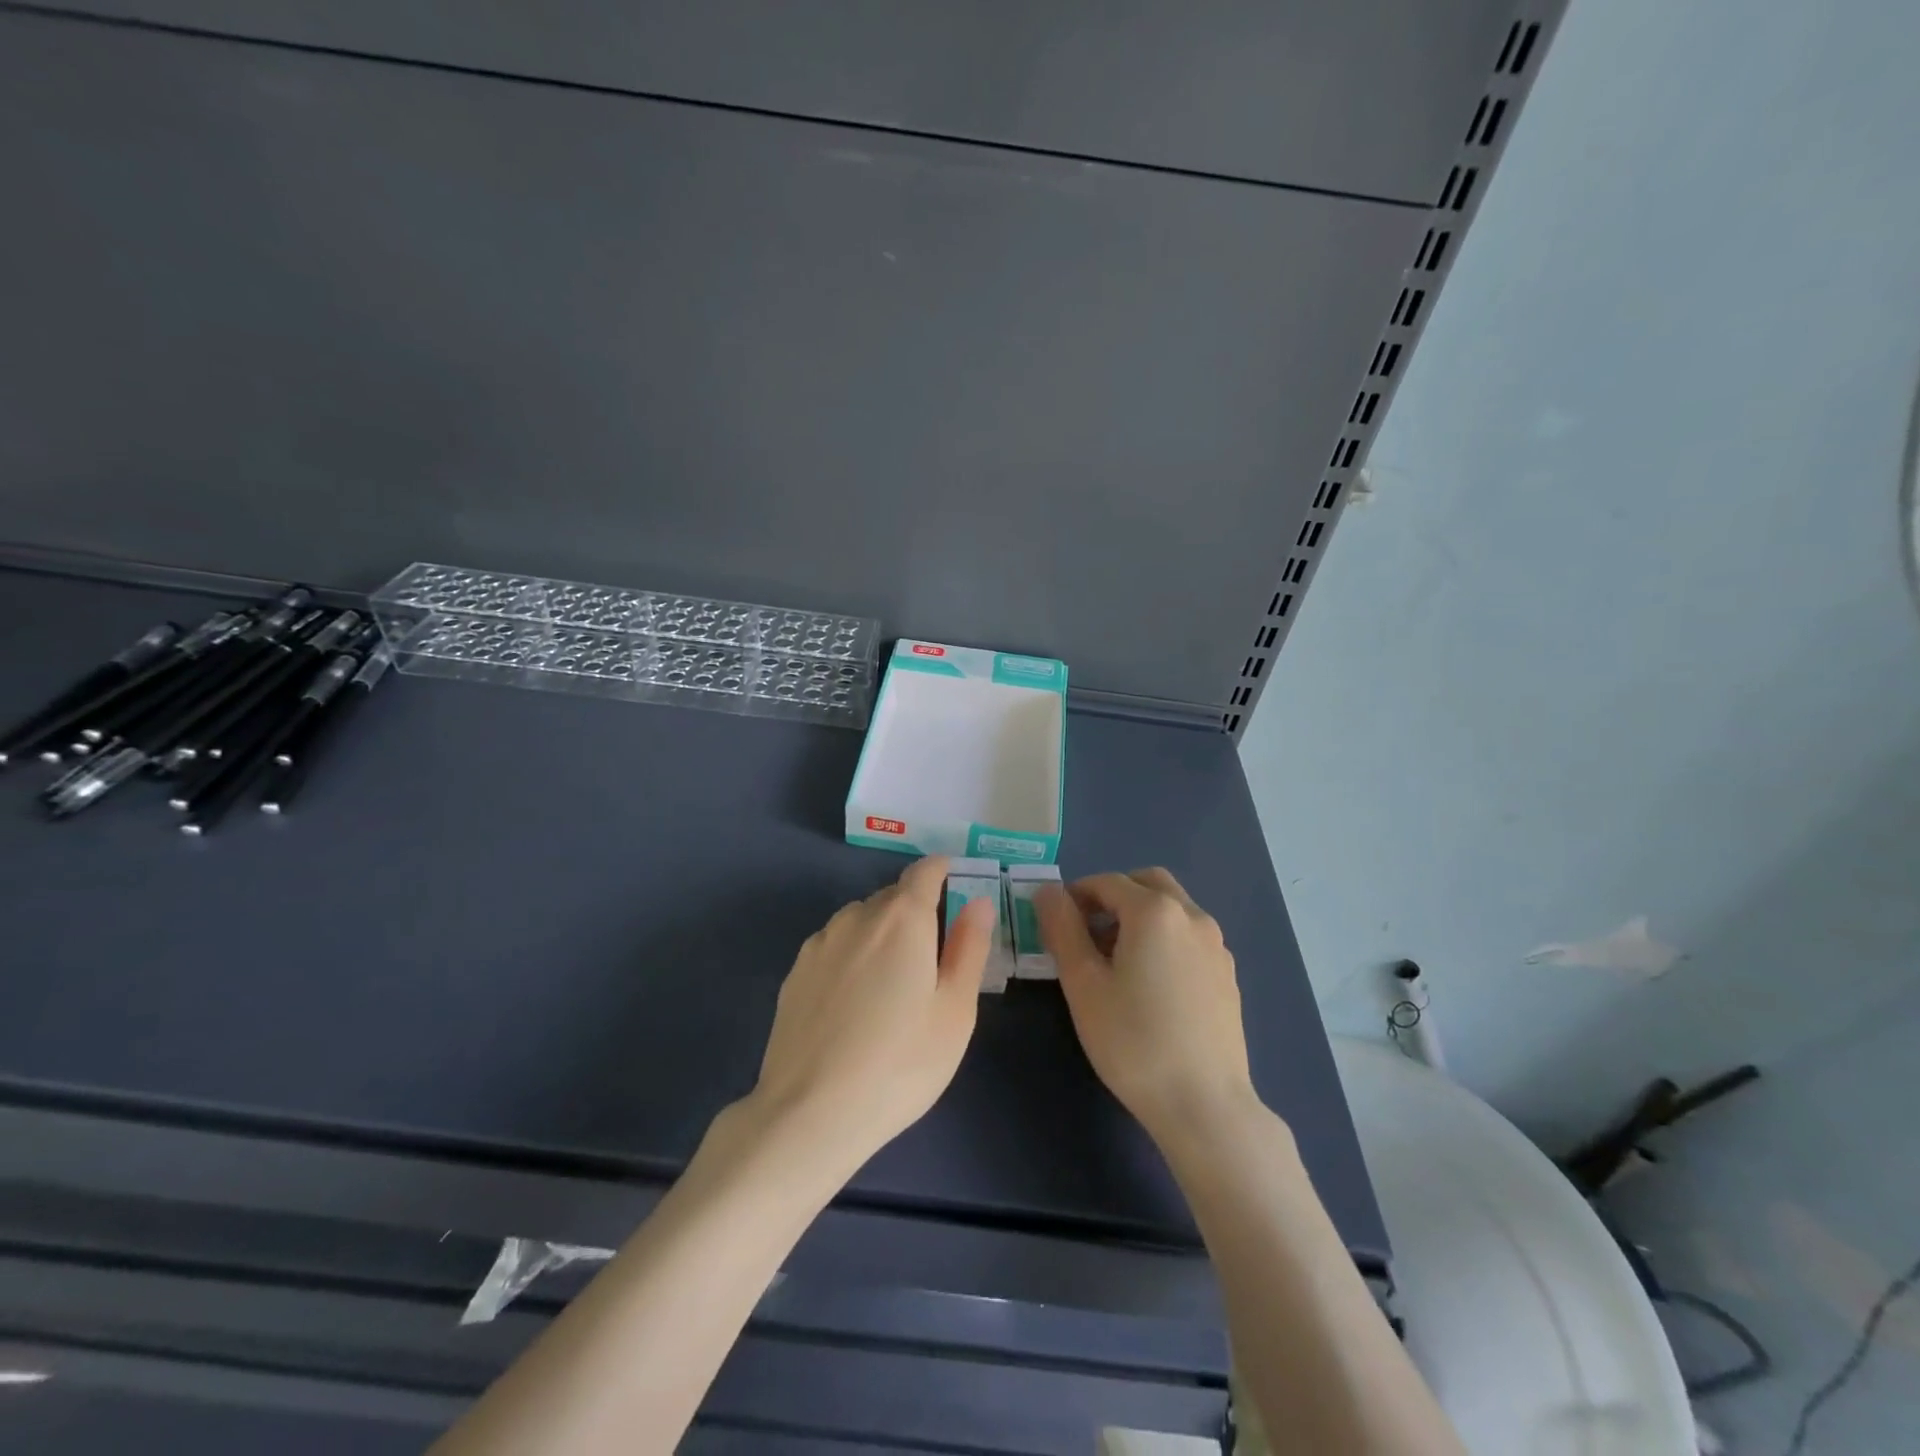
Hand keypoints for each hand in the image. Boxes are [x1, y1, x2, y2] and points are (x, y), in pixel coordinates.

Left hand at [744, 856, 992, 1169]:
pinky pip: (834, 946)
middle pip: (893, 896)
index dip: (944, 871)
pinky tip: (853, 1003)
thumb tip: (978, 901)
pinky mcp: (794, 972)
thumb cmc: (900, 1063)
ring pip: (861, 920)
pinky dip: (852, 956)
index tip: (957, 886)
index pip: (925, 870)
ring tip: (891, 986)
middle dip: (916, 911)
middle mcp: (857, 916)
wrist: (810, 1113)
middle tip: (932, 957)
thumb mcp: (954, 1011)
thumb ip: (969, 947)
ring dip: (881, 933)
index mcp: (903, 918)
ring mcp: (820, 943)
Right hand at [1036, 868, 1257, 1146]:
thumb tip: (1048, 891)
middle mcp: (1192, 916)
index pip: (1107, 882)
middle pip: (1147, 883)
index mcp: (1155, 911)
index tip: (1056, 922)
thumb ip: (1062, 928)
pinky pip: (1189, 937)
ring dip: (1140, 916)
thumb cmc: (1133, 1041)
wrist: (1204, 1105)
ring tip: (1115, 961)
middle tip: (1087, 931)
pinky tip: (1150, 984)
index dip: (1075, 895)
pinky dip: (1164, 938)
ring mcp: (1217, 945)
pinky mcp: (1228, 974)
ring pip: (1172, 909)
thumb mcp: (1083, 984)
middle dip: (1113, 896)